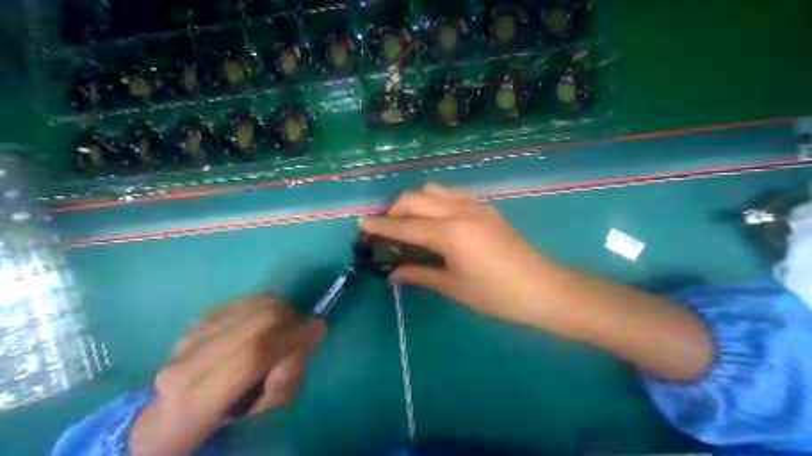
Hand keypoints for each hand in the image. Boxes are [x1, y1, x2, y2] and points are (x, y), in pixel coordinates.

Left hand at [129, 296, 325, 454]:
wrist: (182, 403)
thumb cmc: (231, 409)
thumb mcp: (266, 406)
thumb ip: (290, 374)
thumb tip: (307, 334)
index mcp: (196, 402)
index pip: (253, 356)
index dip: (293, 337)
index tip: (318, 329)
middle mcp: (187, 362)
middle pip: (260, 321)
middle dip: (293, 320)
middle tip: (302, 329)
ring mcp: (193, 333)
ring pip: (259, 305)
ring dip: (285, 310)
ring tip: (286, 325)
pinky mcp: (204, 314)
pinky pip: (253, 298)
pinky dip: (272, 304)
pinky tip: (269, 319)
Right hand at [358, 183, 554, 322]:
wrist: (544, 288)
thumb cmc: (497, 295)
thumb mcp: (453, 287)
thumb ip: (420, 274)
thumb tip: (392, 274)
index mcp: (452, 234)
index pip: (405, 226)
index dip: (381, 225)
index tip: (361, 222)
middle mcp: (460, 211)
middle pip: (415, 197)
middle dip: (395, 209)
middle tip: (388, 228)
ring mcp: (475, 204)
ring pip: (433, 189)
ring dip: (415, 201)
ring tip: (411, 221)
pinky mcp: (484, 205)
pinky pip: (450, 193)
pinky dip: (434, 200)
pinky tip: (434, 218)